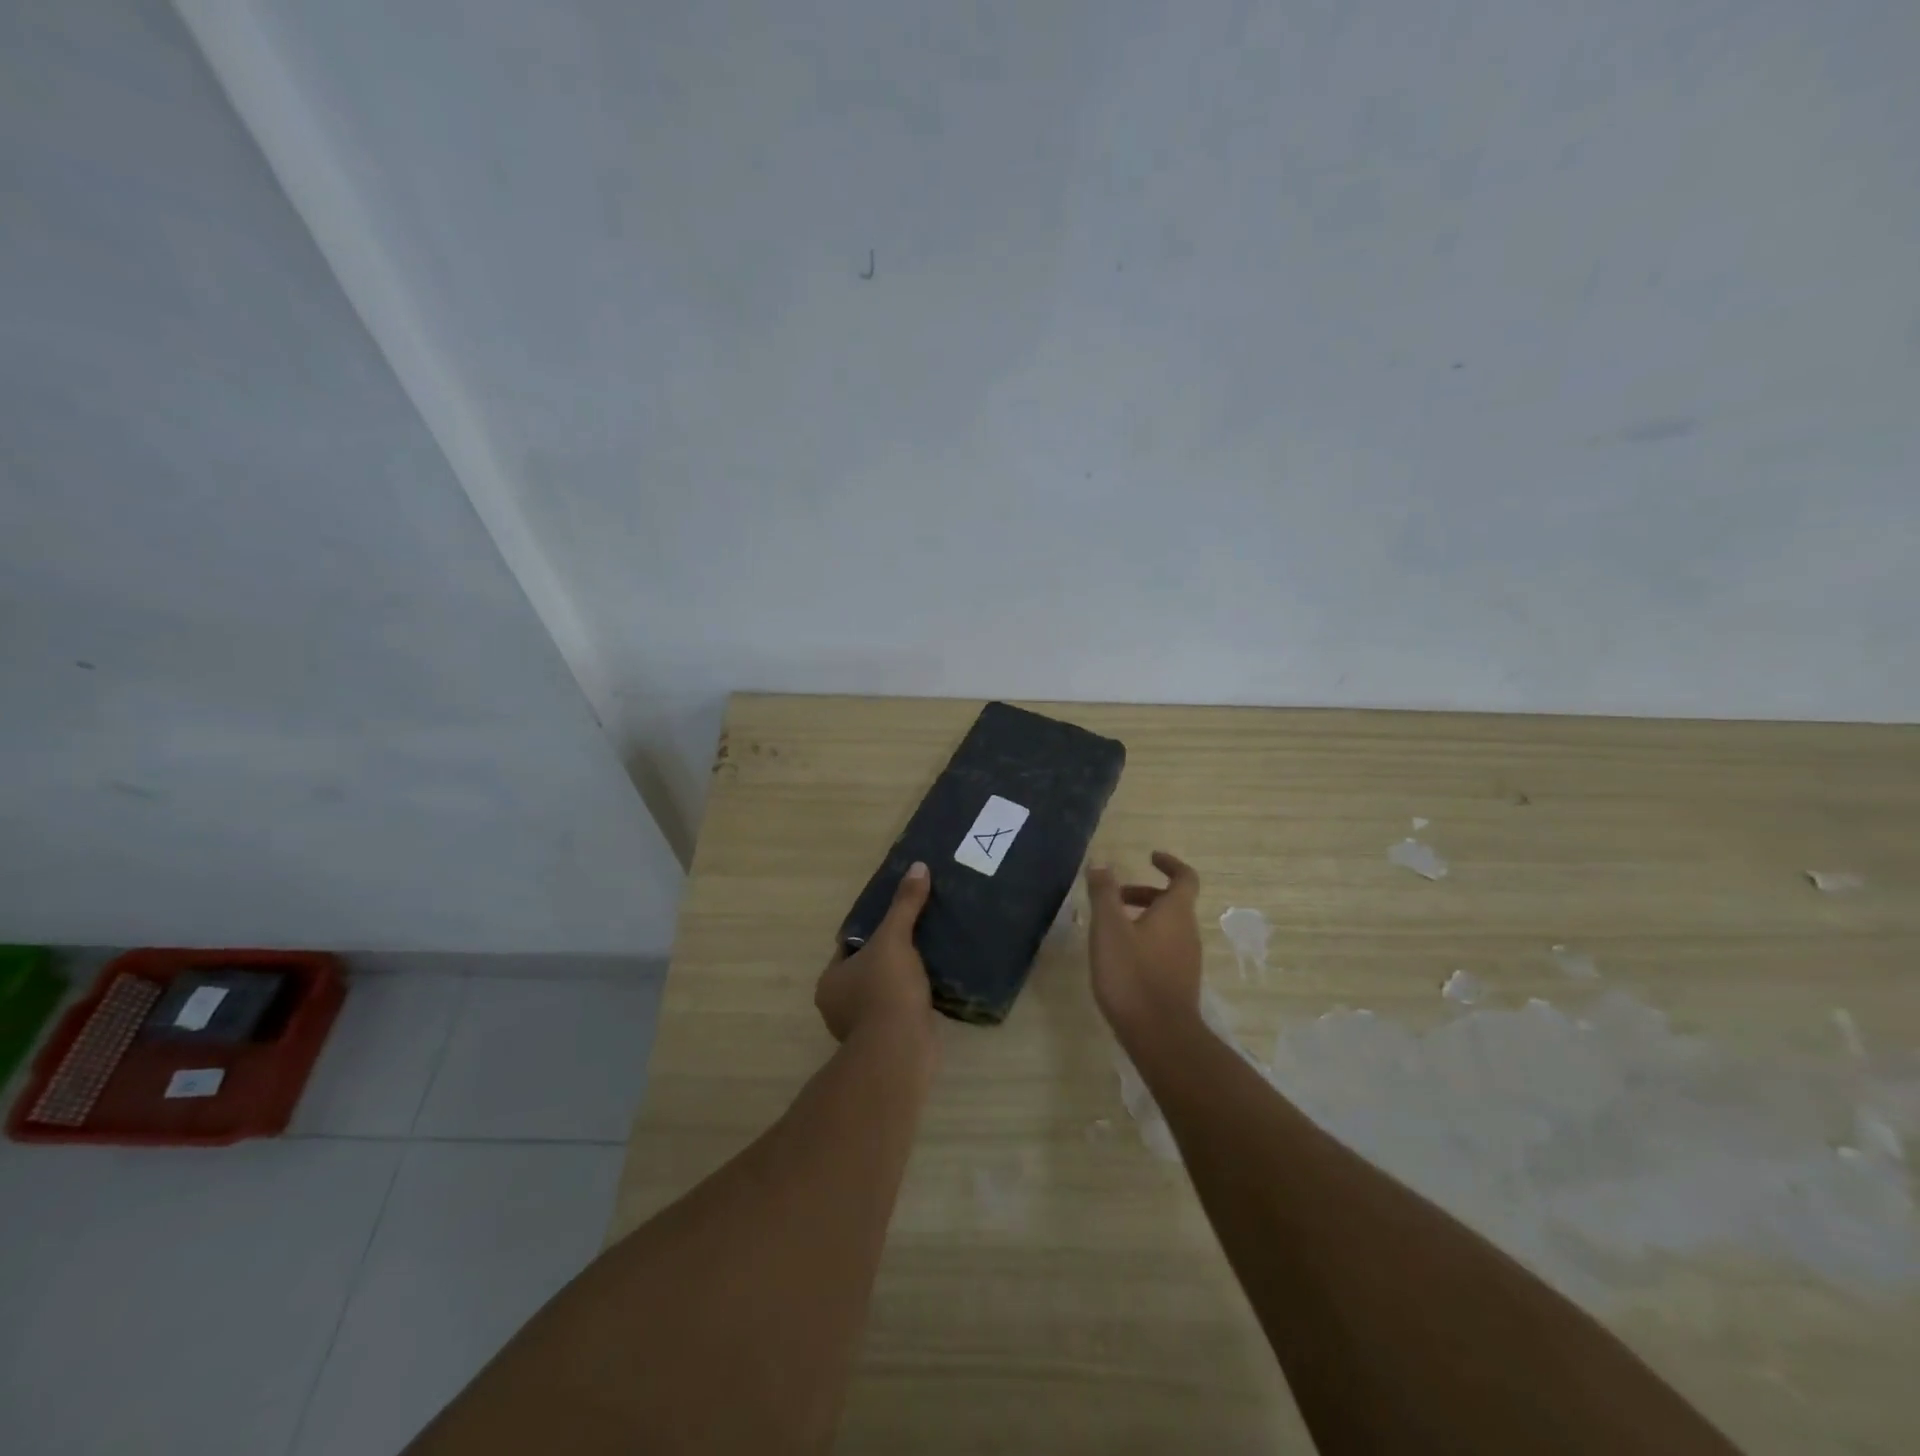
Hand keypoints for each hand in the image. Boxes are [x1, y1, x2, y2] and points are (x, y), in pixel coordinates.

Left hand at [815, 861, 935, 1044]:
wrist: (901, 1050)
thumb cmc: (886, 990)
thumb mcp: (895, 938)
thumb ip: (905, 905)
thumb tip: (918, 867)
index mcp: (831, 981)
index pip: (848, 947)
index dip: (870, 931)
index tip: (894, 921)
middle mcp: (839, 1005)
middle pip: (866, 969)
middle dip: (888, 956)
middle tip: (916, 935)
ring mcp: (862, 1027)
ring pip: (883, 992)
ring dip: (901, 980)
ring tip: (930, 958)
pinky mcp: (887, 1042)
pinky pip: (899, 1011)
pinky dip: (912, 1000)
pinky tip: (933, 987)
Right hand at [1086, 851, 1204, 1036]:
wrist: (1160, 1036)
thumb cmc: (1132, 975)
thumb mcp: (1109, 929)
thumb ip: (1104, 894)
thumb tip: (1101, 864)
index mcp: (1175, 912)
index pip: (1184, 877)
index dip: (1169, 863)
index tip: (1150, 857)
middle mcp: (1188, 932)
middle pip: (1172, 902)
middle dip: (1144, 893)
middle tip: (1115, 897)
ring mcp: (1187, 959)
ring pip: (1167, 927)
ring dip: (1142, 918)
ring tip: (1110, 930)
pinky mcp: (1180, 982)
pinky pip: (1165, 949)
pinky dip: (1145, 941)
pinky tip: (1120, 959)